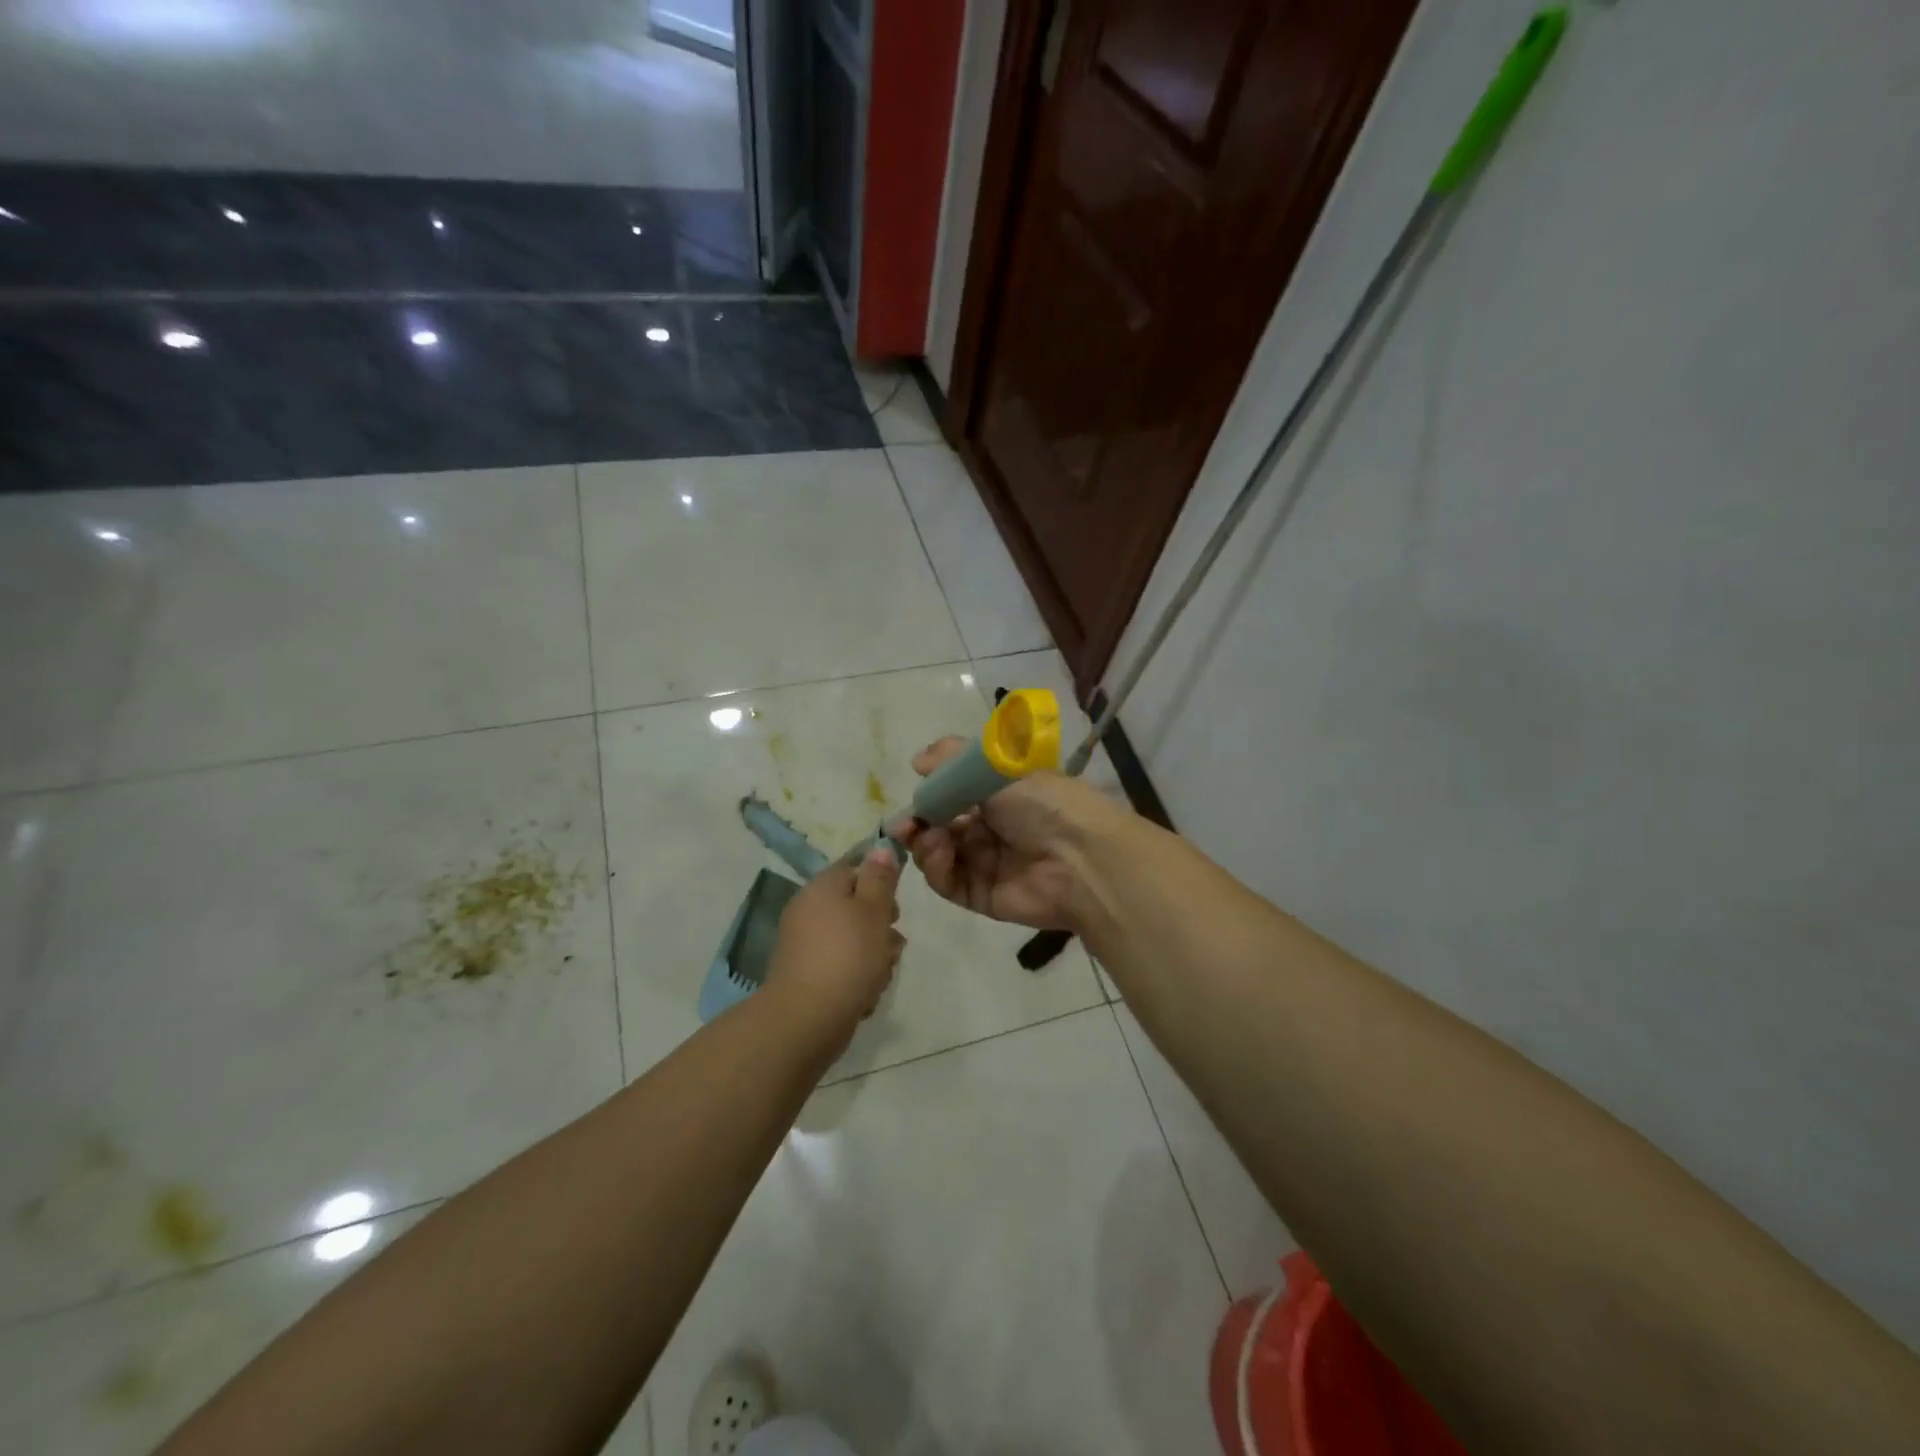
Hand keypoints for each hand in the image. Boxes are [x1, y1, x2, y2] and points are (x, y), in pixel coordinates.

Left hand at [763, 847, 905, 1048]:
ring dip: (874, 957)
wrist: (807, 1019)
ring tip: (879, 977)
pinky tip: (863, 996)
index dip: (880, 886)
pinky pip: (841, 967)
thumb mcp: (874, 910)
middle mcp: (808, 910)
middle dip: (881, 928)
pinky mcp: (807, 976)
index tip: (895, 910)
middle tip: (891, 946)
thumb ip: (880, 878)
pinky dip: (856, 979)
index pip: (855, 869)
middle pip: (856, 908)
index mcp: (821, 887)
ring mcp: (805, 945)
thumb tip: (881, 847)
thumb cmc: (848, 956)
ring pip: (853, 941)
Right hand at [895, 738, 1125, 930]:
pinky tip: (939, 853)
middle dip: (919, 823)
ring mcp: (986, 863)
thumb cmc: (1042, 803)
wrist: (1081, 858)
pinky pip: (948, 883)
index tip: (913, 793)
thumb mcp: (997, 767)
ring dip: (926, 844)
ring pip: (939, 855)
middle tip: (905, 824)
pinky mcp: (982, 896)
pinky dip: (937, 868)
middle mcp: (992, 828)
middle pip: (941, 826)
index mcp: (1001, 795)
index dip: (930, 794)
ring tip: (931, 838)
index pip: (954, 793)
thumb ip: (952, 760)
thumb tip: (917, 761)